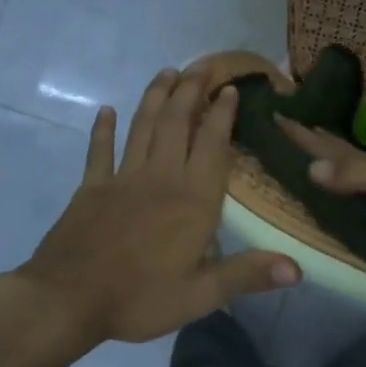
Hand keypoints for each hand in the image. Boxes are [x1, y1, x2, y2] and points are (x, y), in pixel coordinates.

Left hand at [18, 68, 299, 345]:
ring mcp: (122, 180)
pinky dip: (103, 130)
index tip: (230, 88)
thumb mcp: (200, 296)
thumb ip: (248, 275)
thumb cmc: (139, 298)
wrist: (67, 301)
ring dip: (155, 98)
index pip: (212, 146)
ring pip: (143, 128)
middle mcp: (161, 179)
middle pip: (177, 124)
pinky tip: (106, 111)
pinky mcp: (91, 189)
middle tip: (201, 65)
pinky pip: (99, 152)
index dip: (222, 115)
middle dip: (190, 91)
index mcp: (192, 201)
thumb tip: (298, 269)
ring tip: (166, 72)